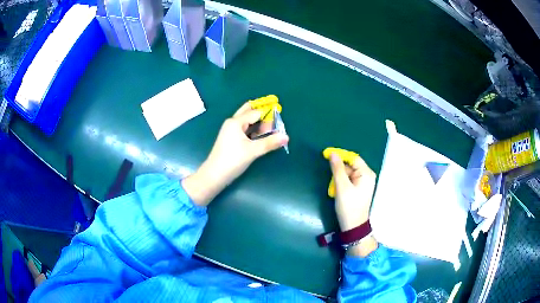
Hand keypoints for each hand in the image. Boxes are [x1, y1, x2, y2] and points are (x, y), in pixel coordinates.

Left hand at [183, 102, 288, 205]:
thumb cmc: (233, 160)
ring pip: (246, 122)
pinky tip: (260, 136)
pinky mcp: (231, 139)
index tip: (279, 119)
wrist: (215, 175)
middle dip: (261, 113)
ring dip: (258, 123)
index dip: (268, 115)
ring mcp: (230, 131)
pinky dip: (253, 130)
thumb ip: (270, 142)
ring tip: (270, 128)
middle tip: (273, 118)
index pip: (255, 113)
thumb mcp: (253, 151)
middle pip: (248, 112)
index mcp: (236, 122)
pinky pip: (244, 130)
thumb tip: (286, 137)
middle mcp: (232, 123)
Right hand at [329, 152, 377, 255]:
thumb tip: (332, 154)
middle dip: (339, 170)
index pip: (353, 158)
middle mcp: (367, 176)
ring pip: (348, 173)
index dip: (340, 155)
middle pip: (351, 165)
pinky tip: (337, 191)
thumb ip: (337, 169)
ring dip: (339, 178)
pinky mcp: (359, 189)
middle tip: (331, 180)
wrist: (353, 226)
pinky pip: (349, 180)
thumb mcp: (341, 187)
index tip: (326, 155)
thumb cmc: (349, 206)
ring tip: (334, 189)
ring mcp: (364, 183)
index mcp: (366, 173)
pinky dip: (342, 183)